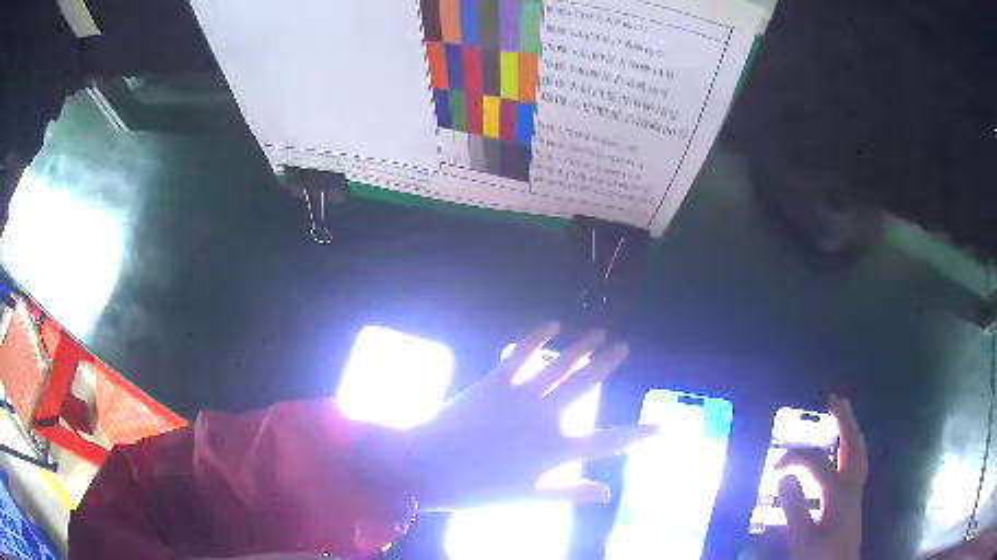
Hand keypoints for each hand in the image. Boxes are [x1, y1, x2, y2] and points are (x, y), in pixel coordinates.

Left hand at [403, 323, 657, 510]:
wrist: (428, 467)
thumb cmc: (478, 490)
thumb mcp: (528, 498)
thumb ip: (569, 493)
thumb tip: (607, 494)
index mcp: (555, 450)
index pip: (607, 442)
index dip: (636, 435)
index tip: (659, 427)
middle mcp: (546, 417)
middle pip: (586, 386)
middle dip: (607, 365)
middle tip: (624, 347)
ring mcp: (521, 395)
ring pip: (560, 365)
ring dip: (580, 347)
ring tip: (598, 333)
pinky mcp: (496, 382)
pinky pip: (521, 353)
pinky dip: (536, 337)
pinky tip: (550, 325)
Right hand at [777, 395, 867, 559]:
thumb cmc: (818, 556)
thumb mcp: (801, 537)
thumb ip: (794, 506)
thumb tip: (785, 475)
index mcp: (838, 491)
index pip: (816, 462)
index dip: (795, 457)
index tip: (774, 466)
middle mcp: (852, 484)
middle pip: (853, 444)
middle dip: (844, 420)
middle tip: (835, 399)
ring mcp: (857, 490)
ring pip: (859, 451)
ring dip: (852, 430)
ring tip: (844, 414)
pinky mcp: (855, 497)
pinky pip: (859, 460)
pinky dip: (854, 446)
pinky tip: (847, 450)